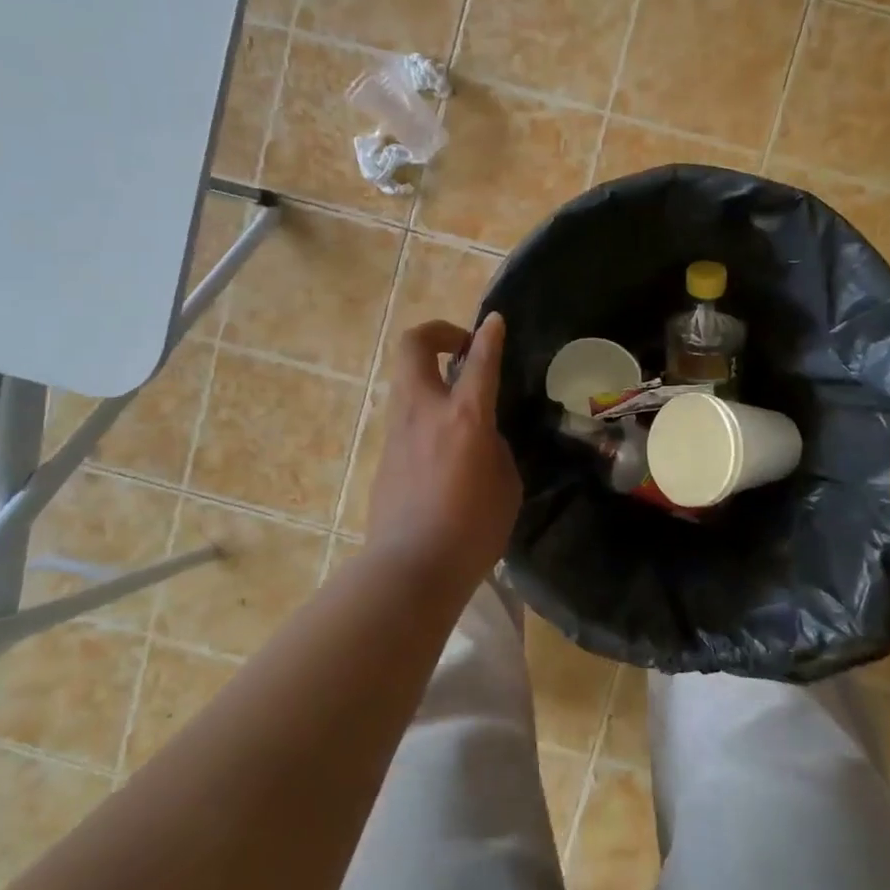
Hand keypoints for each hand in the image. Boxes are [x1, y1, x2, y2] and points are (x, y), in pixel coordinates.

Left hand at [364, 315, 521, 585]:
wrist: (410, 568)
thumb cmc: (472, 530)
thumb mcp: (505, 484)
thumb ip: (493, 447)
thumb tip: (479, 435)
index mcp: (464, 417)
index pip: (479, 361)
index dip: (489, 335)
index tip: (494, 321)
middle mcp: (425, 411)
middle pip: (414, 346)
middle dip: (437, 333)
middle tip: (461, 349)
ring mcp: (397, 430)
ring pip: (406, 378)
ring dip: (430, 374)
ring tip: (456, 397)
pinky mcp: (384, 454)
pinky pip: (405, 415)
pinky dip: (424, 410)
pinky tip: (443, 445)